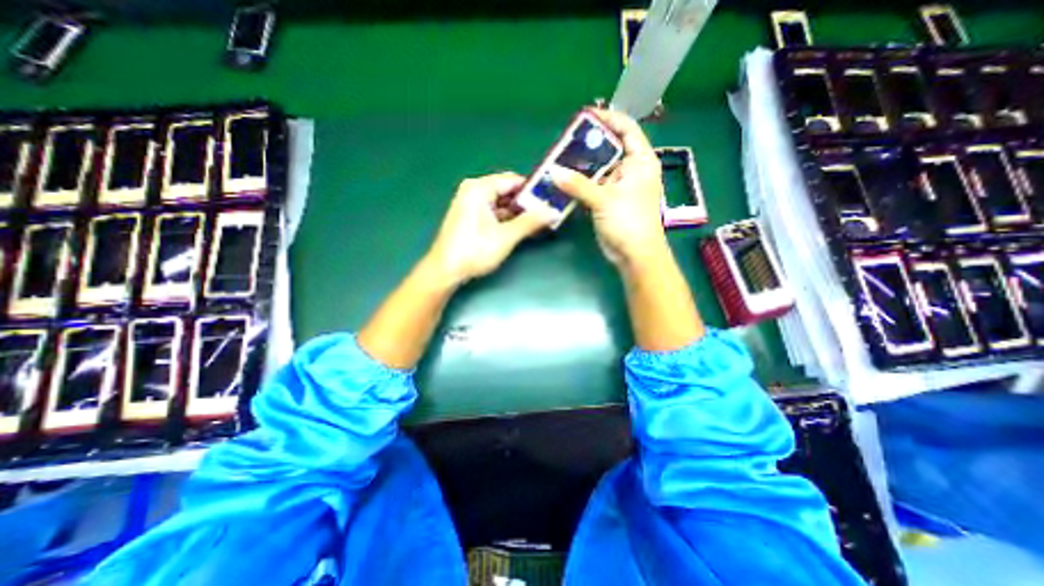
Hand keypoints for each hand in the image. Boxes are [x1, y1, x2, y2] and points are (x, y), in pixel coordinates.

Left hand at [424, 171, 552, 285]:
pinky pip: (494, 213)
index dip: (533, 190)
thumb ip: (531, 222)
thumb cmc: (474, 250)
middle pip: (507, 191)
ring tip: (540, 222)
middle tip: (548, 212)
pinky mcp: (471, 218)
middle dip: (527, 203)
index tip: (551, 199)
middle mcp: (474, 191)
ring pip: (502, 204)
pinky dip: (508, 220)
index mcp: (479, 188)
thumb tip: (554, 212)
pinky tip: (523, 228)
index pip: (513, 180)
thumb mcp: (506, 236)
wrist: (446, 271)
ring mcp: (471, 204)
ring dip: (519, 213)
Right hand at [547, 108, 667, 266]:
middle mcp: (630, 170)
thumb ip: (578, 184)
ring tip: (558, 159)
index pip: (627, 129)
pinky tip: (562, 181)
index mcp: (640, 161)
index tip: (585, 115)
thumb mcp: (604, 200)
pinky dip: (579, 184)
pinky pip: (592, 187)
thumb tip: (552, 172)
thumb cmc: (629, 222)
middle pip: (609, 149)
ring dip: (580, 166)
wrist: (634, 255)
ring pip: (598, 169)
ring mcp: (618, 187)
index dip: (609, 118)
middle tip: (565, 140)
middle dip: (588, 144)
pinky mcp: (607, 201)